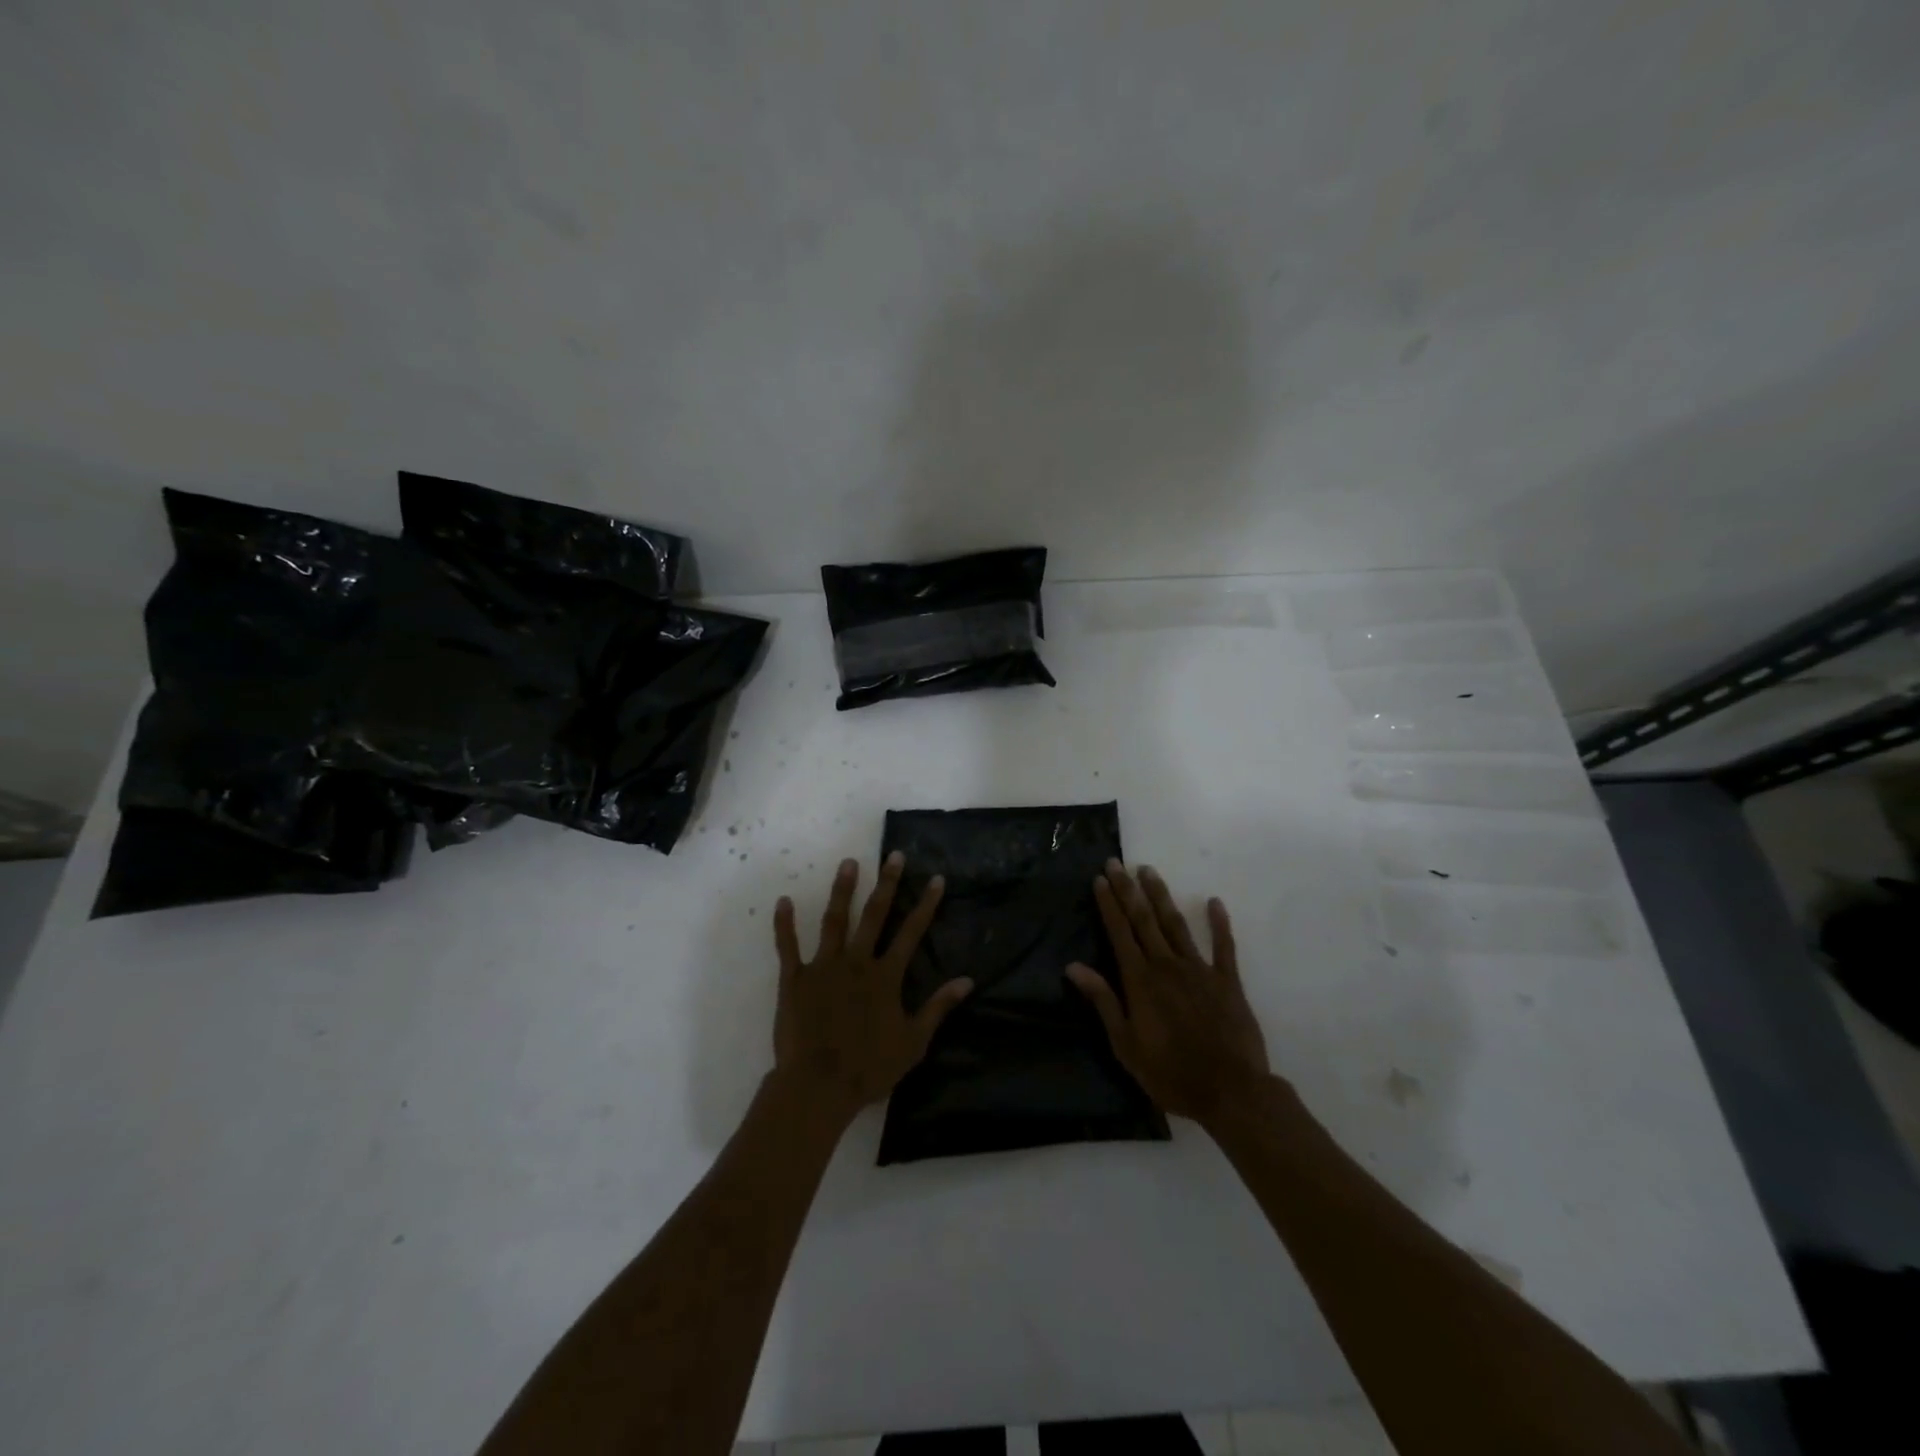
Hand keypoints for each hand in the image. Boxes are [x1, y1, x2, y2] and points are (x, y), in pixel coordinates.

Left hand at [771, 853, 972, 1126]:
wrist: (819, 1086)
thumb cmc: (869, 1067)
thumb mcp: (913, 1042)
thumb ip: (939, 1008)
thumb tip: (967, 981)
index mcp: (885, 976)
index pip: (911, 932)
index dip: (926, 904)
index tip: (935, 878)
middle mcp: (857, 962)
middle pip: (874, 915)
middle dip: (887, 883)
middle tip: (894, 855)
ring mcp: (824, 967)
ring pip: (834, 920)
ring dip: (842, 890)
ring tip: (849, 863)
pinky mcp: (794, 979)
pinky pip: (788, 946)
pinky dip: (784, 924)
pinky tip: (782, 900)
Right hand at [1067, 860, 1270, 1126]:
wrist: (1230, 1091)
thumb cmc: (1170, 1073)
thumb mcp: (1126, 1044)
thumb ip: (1103, 1001)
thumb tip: (1074, 967)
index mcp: (1140, 981)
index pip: (1120, 933)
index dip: (1109, 904)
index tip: (1100, 879)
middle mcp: (1167, 965)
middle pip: (1144, 920)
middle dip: (1128, 890)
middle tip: (1116, 862)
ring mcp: (1200, 970)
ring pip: (1176, 924)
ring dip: (1161, 896)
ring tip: (1149, 871)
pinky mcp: (1228, 981)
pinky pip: (1224, 946)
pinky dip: (1219, 923)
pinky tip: (1215, 902)